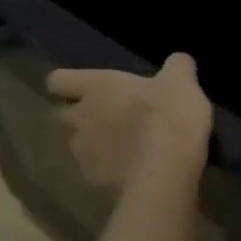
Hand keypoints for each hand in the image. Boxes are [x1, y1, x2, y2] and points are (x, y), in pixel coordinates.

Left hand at [45, 53, 213, 188]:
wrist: (166, 170)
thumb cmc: (168, 115)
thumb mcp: (182, 81)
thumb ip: (177, 66)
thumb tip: (179, 61)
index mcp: (96, 87)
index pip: (58, 80)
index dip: (69, 82)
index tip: (88, 87)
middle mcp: (81, 117)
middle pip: (65, 114)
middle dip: (82, 115)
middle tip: (112, 116)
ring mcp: (83, 152)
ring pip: (79, 144)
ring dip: (95, 143)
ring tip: (123, 146)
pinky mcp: (93, 180)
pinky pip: (95, 170)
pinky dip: (108, 169)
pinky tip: (132, 169)